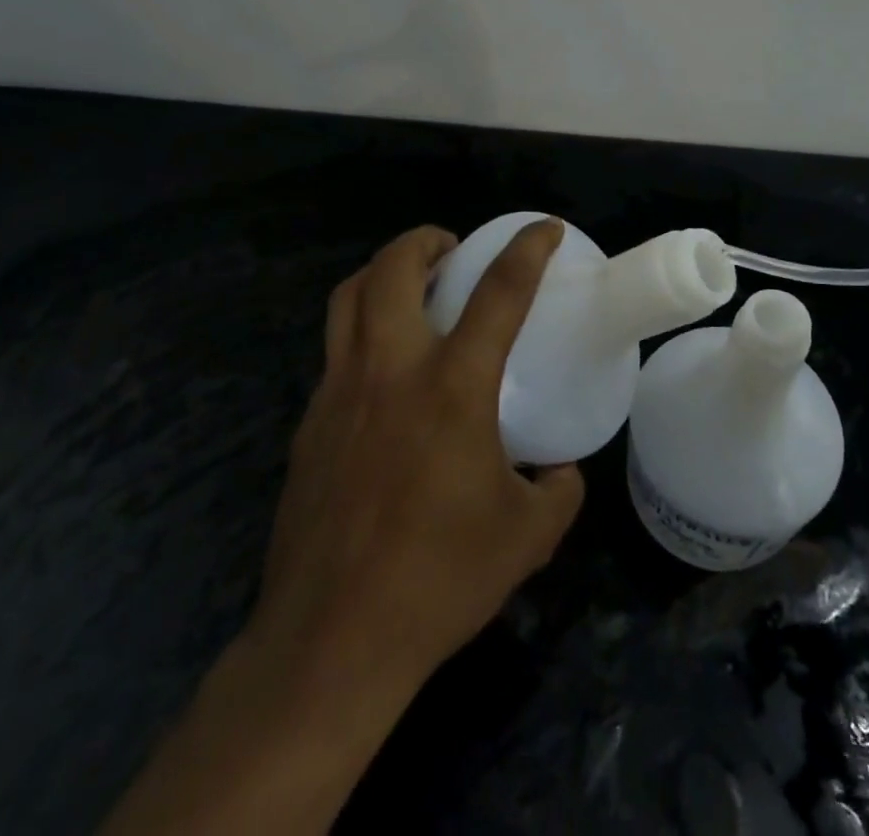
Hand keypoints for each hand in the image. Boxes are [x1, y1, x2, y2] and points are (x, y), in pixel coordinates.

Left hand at [241, 218, 583, 697]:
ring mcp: (339, 393)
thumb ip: (557, 490)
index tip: (543, 228)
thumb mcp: (527, 537)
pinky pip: (336, 352)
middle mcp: (390, 371)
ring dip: (382, 273)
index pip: (499, 292)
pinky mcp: (309, 423)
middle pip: (393, 268)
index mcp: (452, 387)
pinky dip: (362, 333)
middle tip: (451, 249)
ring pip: (348, 298)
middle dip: (424, 240)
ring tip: (411, 286)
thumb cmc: (438, 580)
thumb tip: (559, 470)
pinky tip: (384, 375)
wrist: (332, 641)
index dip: (527, 249)